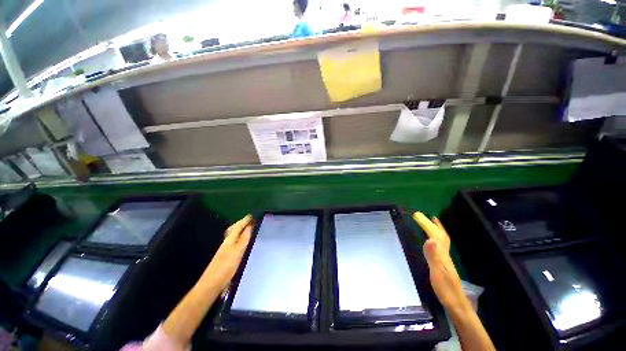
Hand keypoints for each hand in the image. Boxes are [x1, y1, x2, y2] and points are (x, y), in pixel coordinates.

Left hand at [204, 215, 252, 290]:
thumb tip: (249, 226)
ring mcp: (225, 250)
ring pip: (234, 236)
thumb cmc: (225, 267)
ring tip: (248, 229)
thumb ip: (244, 239)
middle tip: (250, 220)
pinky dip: (239, 238)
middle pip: (234, 229)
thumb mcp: (237, 251)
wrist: (211, 284)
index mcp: (230, 240)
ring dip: (240, 230)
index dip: (245, 220)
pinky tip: (242, 243)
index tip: (252, 215)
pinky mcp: (225, 256)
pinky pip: (234, 242)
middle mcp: (227, 242)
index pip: (238, 226)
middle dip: (242, 223)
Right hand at [413, 212, 468, 311]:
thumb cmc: (445, 289)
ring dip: (437, 230)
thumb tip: (429, 238)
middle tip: (428, 216)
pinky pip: (441, 247)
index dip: (427, 225)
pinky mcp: (444, 264)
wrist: (456, 303)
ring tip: (433, 224)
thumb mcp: (437, 272)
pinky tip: (434, 243)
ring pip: (443, 241)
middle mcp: (445, 254)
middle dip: (434, 225)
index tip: (418, 215)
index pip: (435, 235)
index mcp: (442, 254)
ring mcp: (446, 259)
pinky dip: (438, 239)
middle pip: (441, 236)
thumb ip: (433, 256)